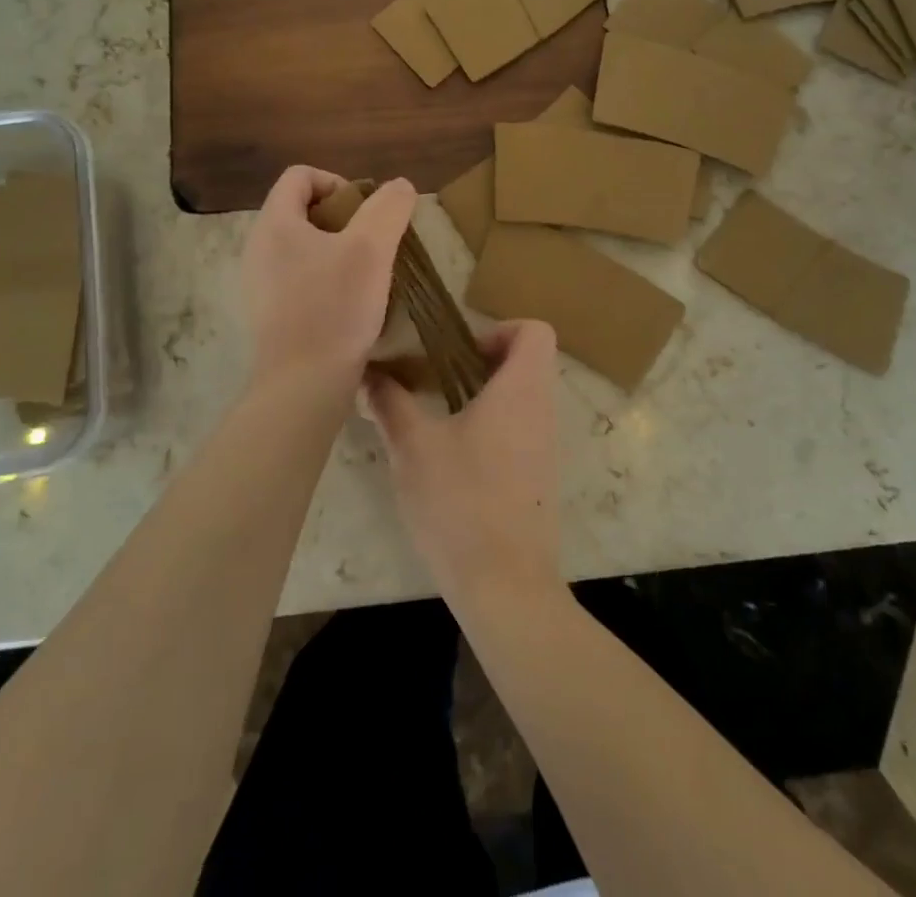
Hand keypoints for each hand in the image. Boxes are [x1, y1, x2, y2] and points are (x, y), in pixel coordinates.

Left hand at [240, 166, 417, 405]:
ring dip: (336, 249)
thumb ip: (388, 209)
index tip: (366, 212)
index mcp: (274, 224)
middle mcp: (258, 248)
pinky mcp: (269, 313)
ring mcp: (259, 283)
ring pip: (302, 246)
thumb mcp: (371, 249)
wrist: (304, 386)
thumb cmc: (335, 308)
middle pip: (300, 209)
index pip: (300, 176)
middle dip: (342, 218)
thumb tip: (399, 185)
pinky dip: (325, 277)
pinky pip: (299, 276)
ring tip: (366, 273)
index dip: (337, 182)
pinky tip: (350, 302)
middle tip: (372, 242)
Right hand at [366, 321, 562, 609]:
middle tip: (437, 378)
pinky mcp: (539, 479)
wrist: (506, 586)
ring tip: (437, 415)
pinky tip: (452, 458)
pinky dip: (492, 428)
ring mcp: (546, 447)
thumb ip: (390, 402)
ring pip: (523, 399)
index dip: (500, 330)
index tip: (459, 352)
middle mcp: (543, 411)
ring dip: (484, 396)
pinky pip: (522, 431)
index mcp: (521, 390)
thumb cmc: (461, 502)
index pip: (536, 331)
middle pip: (527, 363)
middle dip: (482, 362)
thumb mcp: (412, 447)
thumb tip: (369, 374)